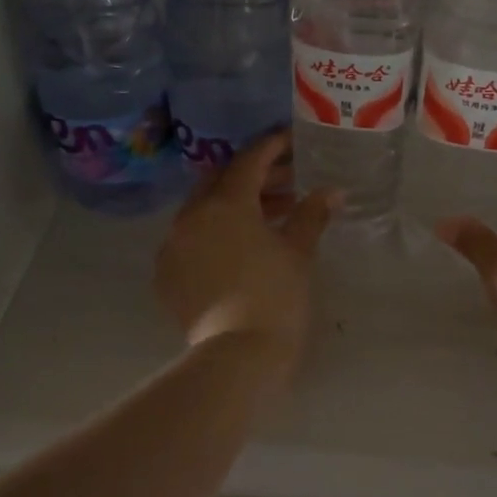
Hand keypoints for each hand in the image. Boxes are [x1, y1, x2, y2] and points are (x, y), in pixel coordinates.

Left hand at [155, 131, 334, 368]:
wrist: (237, 355)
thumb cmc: (276, 296)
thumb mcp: (299, 251)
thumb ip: (311, 214)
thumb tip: (331, 191)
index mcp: (225, 203)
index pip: (249, 161)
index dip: (272, 147)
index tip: (290, 140)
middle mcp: (191, 216)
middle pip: (221, 181)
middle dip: (253, 177)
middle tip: (286, 182)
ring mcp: (173, 245)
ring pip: (203, 210)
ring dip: (234, 206)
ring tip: (269, 218)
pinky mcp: (166, 274)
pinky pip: (190, 239)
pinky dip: (213, 233)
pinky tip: (237, 248)